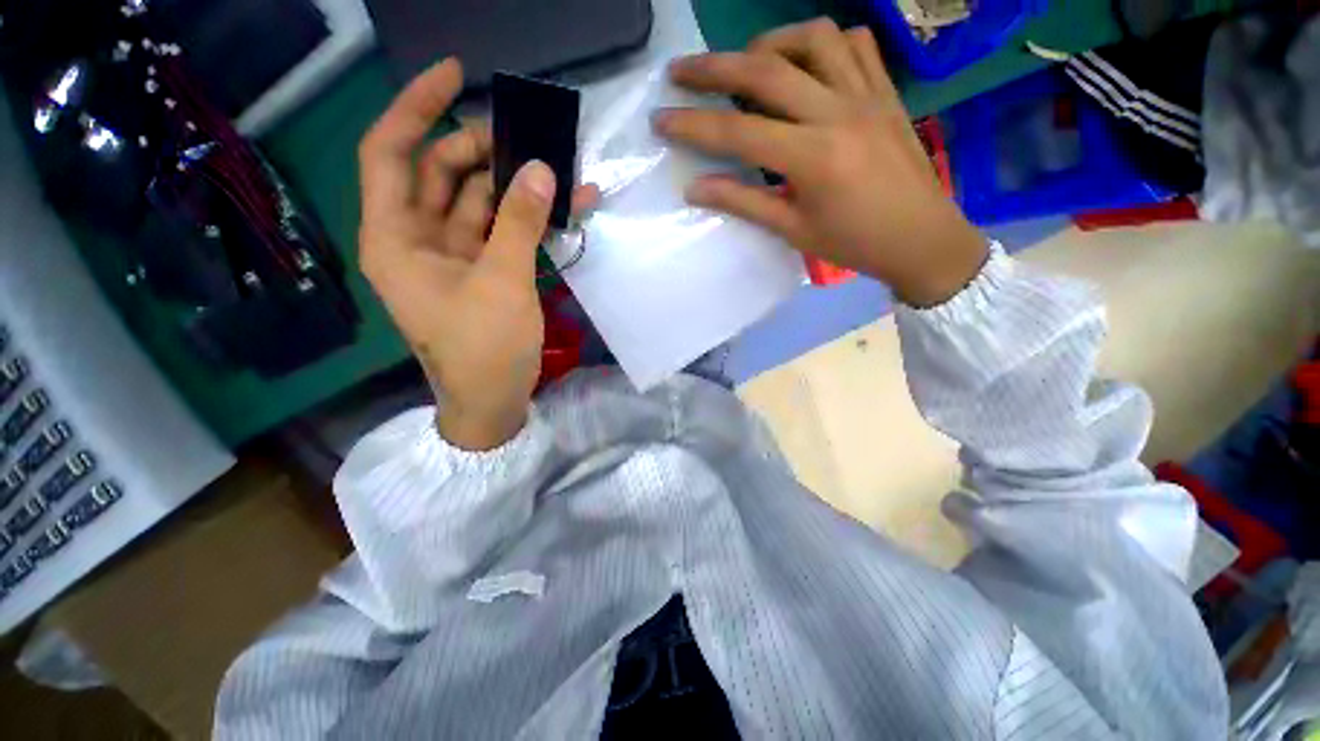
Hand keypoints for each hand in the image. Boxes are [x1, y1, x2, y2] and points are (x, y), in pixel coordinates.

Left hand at [358, 60, 596, 449]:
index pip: (392, 152)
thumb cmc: (484, 349)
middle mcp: (417, 239)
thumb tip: (543, 170)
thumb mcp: (503, 283)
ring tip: (556, 167)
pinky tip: (564, 207)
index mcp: (396, 238)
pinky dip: (529, 219)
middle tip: (528, 137)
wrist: (493, 402)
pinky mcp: (483, 271)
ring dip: (515, 185)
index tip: (456, 75)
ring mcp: (453, 256)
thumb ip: (521, 224)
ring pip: (477, 202)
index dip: (417, 108)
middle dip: (481, 149)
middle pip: (441, 173)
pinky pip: (502, 232)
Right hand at [654, 19, 986, 306]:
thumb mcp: (793, 230)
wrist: (921, 239)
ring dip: (770, 43)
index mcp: (812, 157)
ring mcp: (866, 94)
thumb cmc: (854, 244)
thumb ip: (743, 203)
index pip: (737, 132)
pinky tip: (804, 63)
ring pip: (812, 38)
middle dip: (714, 66)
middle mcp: (837, 112)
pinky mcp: (885, 91)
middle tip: (681, 70)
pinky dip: (821, 43)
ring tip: (747, 63)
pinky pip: (854, 44)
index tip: (660, 118)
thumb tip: (695, 188)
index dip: (692, 123)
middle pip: (765, 71)